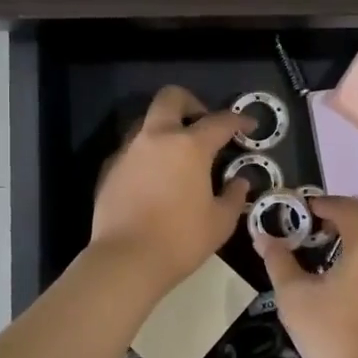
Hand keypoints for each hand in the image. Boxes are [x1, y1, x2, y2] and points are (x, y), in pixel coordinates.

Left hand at [90, 86, 251, 291]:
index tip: (248, 125)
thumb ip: (233, 196)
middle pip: (171, 98)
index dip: (238, 120)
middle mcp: (156, 138)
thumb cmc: (181, 240)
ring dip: (164, 127)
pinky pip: (131, 150)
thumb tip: (239, 182)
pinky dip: (146, 154)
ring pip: (145, 121)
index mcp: (189, 146)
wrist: (126, 260)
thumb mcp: (221, 222)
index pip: (219, 122)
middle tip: (203, 124)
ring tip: (177, 153)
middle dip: (191, 102)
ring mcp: (128, 152)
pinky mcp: (109, 169)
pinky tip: (154, 178)